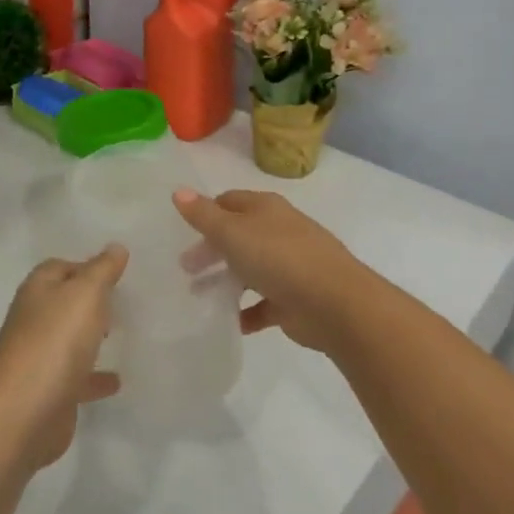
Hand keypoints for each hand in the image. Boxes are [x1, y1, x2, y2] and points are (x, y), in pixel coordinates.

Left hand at [0, 246, 126, 468]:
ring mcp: (38, 357)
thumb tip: (115, 247)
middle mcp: (33, 320)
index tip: (115, 273)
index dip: (85, 266)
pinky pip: (76, 377)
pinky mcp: (48, 392)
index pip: (59, 267)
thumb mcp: (85, 295)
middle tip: (120, 300)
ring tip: (120, 334)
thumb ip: (102, 271)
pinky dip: (95, 376)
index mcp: (37, 291)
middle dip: (88, 300)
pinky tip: (117, 381)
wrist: (21, 417)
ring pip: (68, 338)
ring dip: (90, 336)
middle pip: (62, 301)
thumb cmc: (53, 344)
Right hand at [174, 189, 377, 353]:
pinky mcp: (295, 299)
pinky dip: (247, 311)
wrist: (336, 304)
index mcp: (265, 209)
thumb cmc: (279, 258)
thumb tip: (178, 191)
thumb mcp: (233, 232)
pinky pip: (264, 304)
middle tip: (186, 268)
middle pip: (238, 236)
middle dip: (212, 250)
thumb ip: (203, 215)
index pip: (229, 202)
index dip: (206, 213)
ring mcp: (290, 266)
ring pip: (250, 269)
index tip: (183, 232)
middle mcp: (278, 232)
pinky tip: (231, 322)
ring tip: (199, 296)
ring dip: (226, 281)